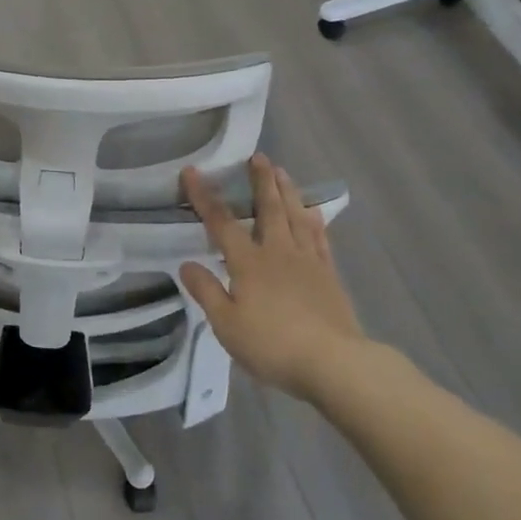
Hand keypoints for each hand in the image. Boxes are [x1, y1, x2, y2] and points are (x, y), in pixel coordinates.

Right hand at [179, 154, 366, 397]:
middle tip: (258, 156)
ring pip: (296, 216)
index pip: (221, 222)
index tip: (193, 171)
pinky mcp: (328, 274)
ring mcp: (307, 261)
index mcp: (248, 262)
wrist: (334, 363)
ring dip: (287, 191)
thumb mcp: (227, 325)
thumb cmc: (273, 345)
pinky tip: (313, 212)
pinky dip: (314, 220)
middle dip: (260, 181)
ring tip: (282, 172)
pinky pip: (319, 238)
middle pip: (268, 208)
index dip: (204, 196)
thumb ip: (206, 292)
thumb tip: (186, 264)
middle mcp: (278, 252)